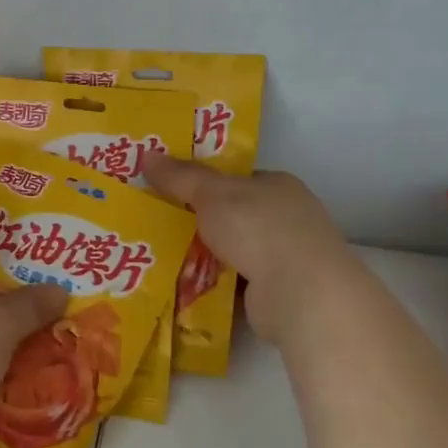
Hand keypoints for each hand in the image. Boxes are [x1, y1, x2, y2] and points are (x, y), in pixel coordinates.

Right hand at [142, 156, 353, 344]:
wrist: (301, 293)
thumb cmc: (259, 229)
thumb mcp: (211, 194)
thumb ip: (180, 176)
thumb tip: (146, 154)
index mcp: (279, 186)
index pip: (239, 179)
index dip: (206, 183)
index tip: (173, 190)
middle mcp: (289, 218)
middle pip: (236, 216)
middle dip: (203, 223)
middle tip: (161, 226)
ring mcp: (289, 258)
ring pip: (237, 252)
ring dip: (209, 257)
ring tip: (165, 259)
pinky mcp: (282, 293)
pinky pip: (239, 284)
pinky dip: (217, 287)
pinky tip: (188, 289)